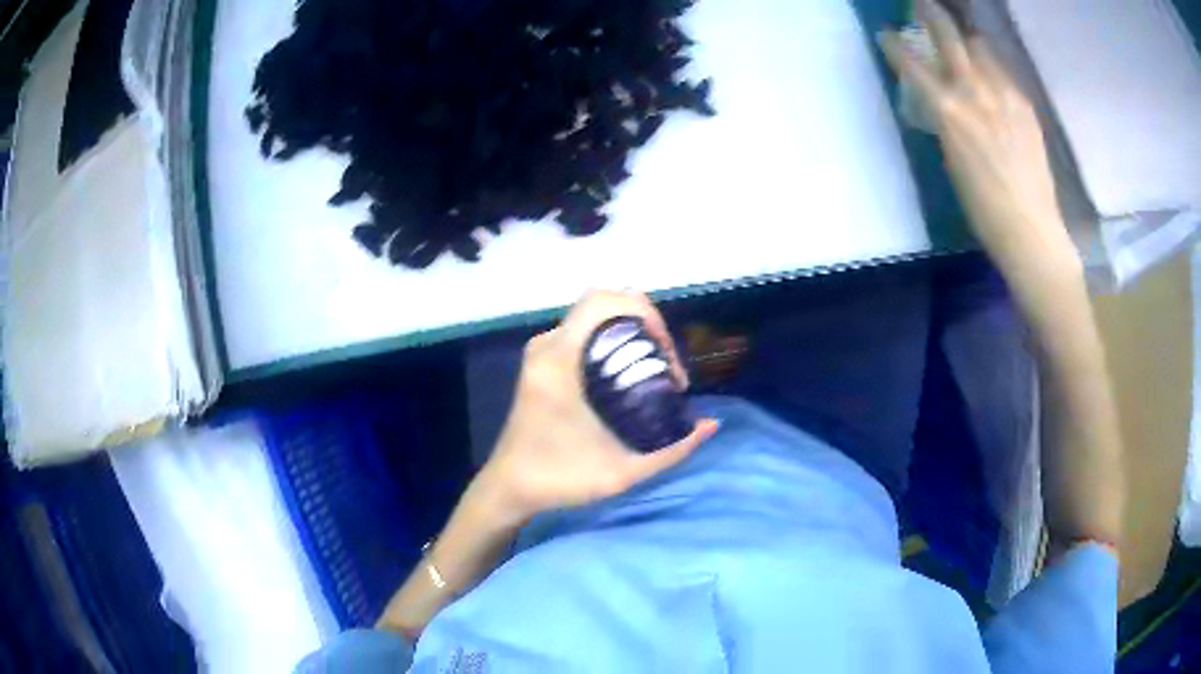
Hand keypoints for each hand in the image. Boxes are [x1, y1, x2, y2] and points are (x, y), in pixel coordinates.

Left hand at [474, 290, 718, 525]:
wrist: (509, 488)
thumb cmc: (560, 479)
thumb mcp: (623, 472)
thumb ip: (672, 450)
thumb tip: (711, 424)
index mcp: (559, 360)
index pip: (604, 302)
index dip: (644, 314)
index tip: (665, 355)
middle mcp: (548, 345)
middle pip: (603, 302)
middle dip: (644, 322)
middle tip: (664, 364)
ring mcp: (541, 351)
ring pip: (593, 315)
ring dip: (629, 330)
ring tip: (652, 370)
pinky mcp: (541, 361)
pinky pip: (583, 331)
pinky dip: (611, 339)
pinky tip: (628, 374)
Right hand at [879, 1, 1081, 298]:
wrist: (1031, 229)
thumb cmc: (983, 208)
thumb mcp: (952, 159)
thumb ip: (946, 119)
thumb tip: (942, 99)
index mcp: (949, 111)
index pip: (912, 62)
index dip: (895, 44)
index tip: (887, 35)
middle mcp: (975, 92)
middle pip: (949, 35)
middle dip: (930, 13)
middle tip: (922, 4)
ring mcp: (1005, 95)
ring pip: (981, 48)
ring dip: (968, 42)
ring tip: (965, 45)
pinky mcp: (1025, 105)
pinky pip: (1003, 73)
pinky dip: (993, 69)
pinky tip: (993, 81)